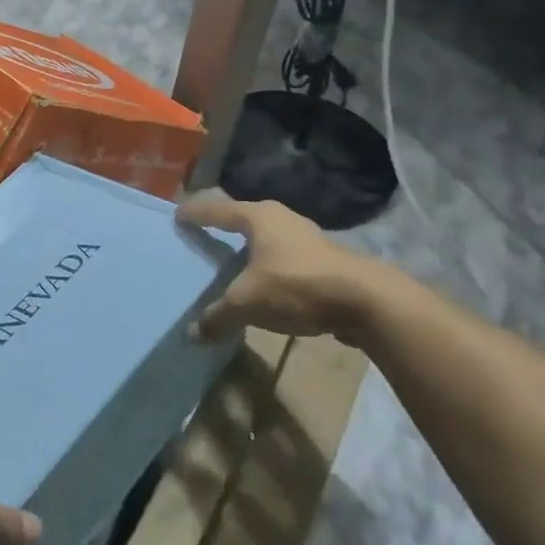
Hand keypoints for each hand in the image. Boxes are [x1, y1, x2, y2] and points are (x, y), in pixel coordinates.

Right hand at [176, 190, 390, 342]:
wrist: (366, 301)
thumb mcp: (247, 303)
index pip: (216, 210)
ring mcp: (307, 237)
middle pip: (243, 218)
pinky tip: (264, 282)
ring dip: (249, 248)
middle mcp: (281, 219)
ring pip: (267, 237)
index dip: (196, 213)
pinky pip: (283, 256)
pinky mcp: (324, 259)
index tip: (177, 215)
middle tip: (203, 233)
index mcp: (258, 217)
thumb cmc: (296, 286)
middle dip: (223, 226)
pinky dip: (268, 265)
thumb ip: (217, 316)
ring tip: (231, 260)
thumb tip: (192, 335)